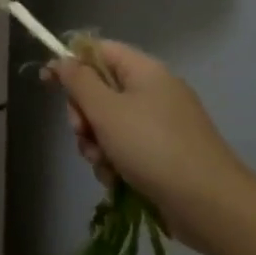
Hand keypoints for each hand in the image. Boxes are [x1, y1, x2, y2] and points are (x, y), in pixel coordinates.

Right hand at [47, 41, 255, 251]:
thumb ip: (79, 81)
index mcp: (145, 71)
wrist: (208, 204)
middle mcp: (154, 91)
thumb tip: (63, 60)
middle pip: (100, 89)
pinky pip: (126, 147)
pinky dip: (115, 161)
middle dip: (84, 114)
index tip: (47, 83)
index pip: (99, 50)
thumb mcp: (106, 110)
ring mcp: (161, 124)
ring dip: (96, 143)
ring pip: (109, 123)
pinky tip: (116, 180)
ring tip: (102, 164)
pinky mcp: (164, 153)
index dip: (70, 63)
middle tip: (83, 133)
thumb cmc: (152, 147)